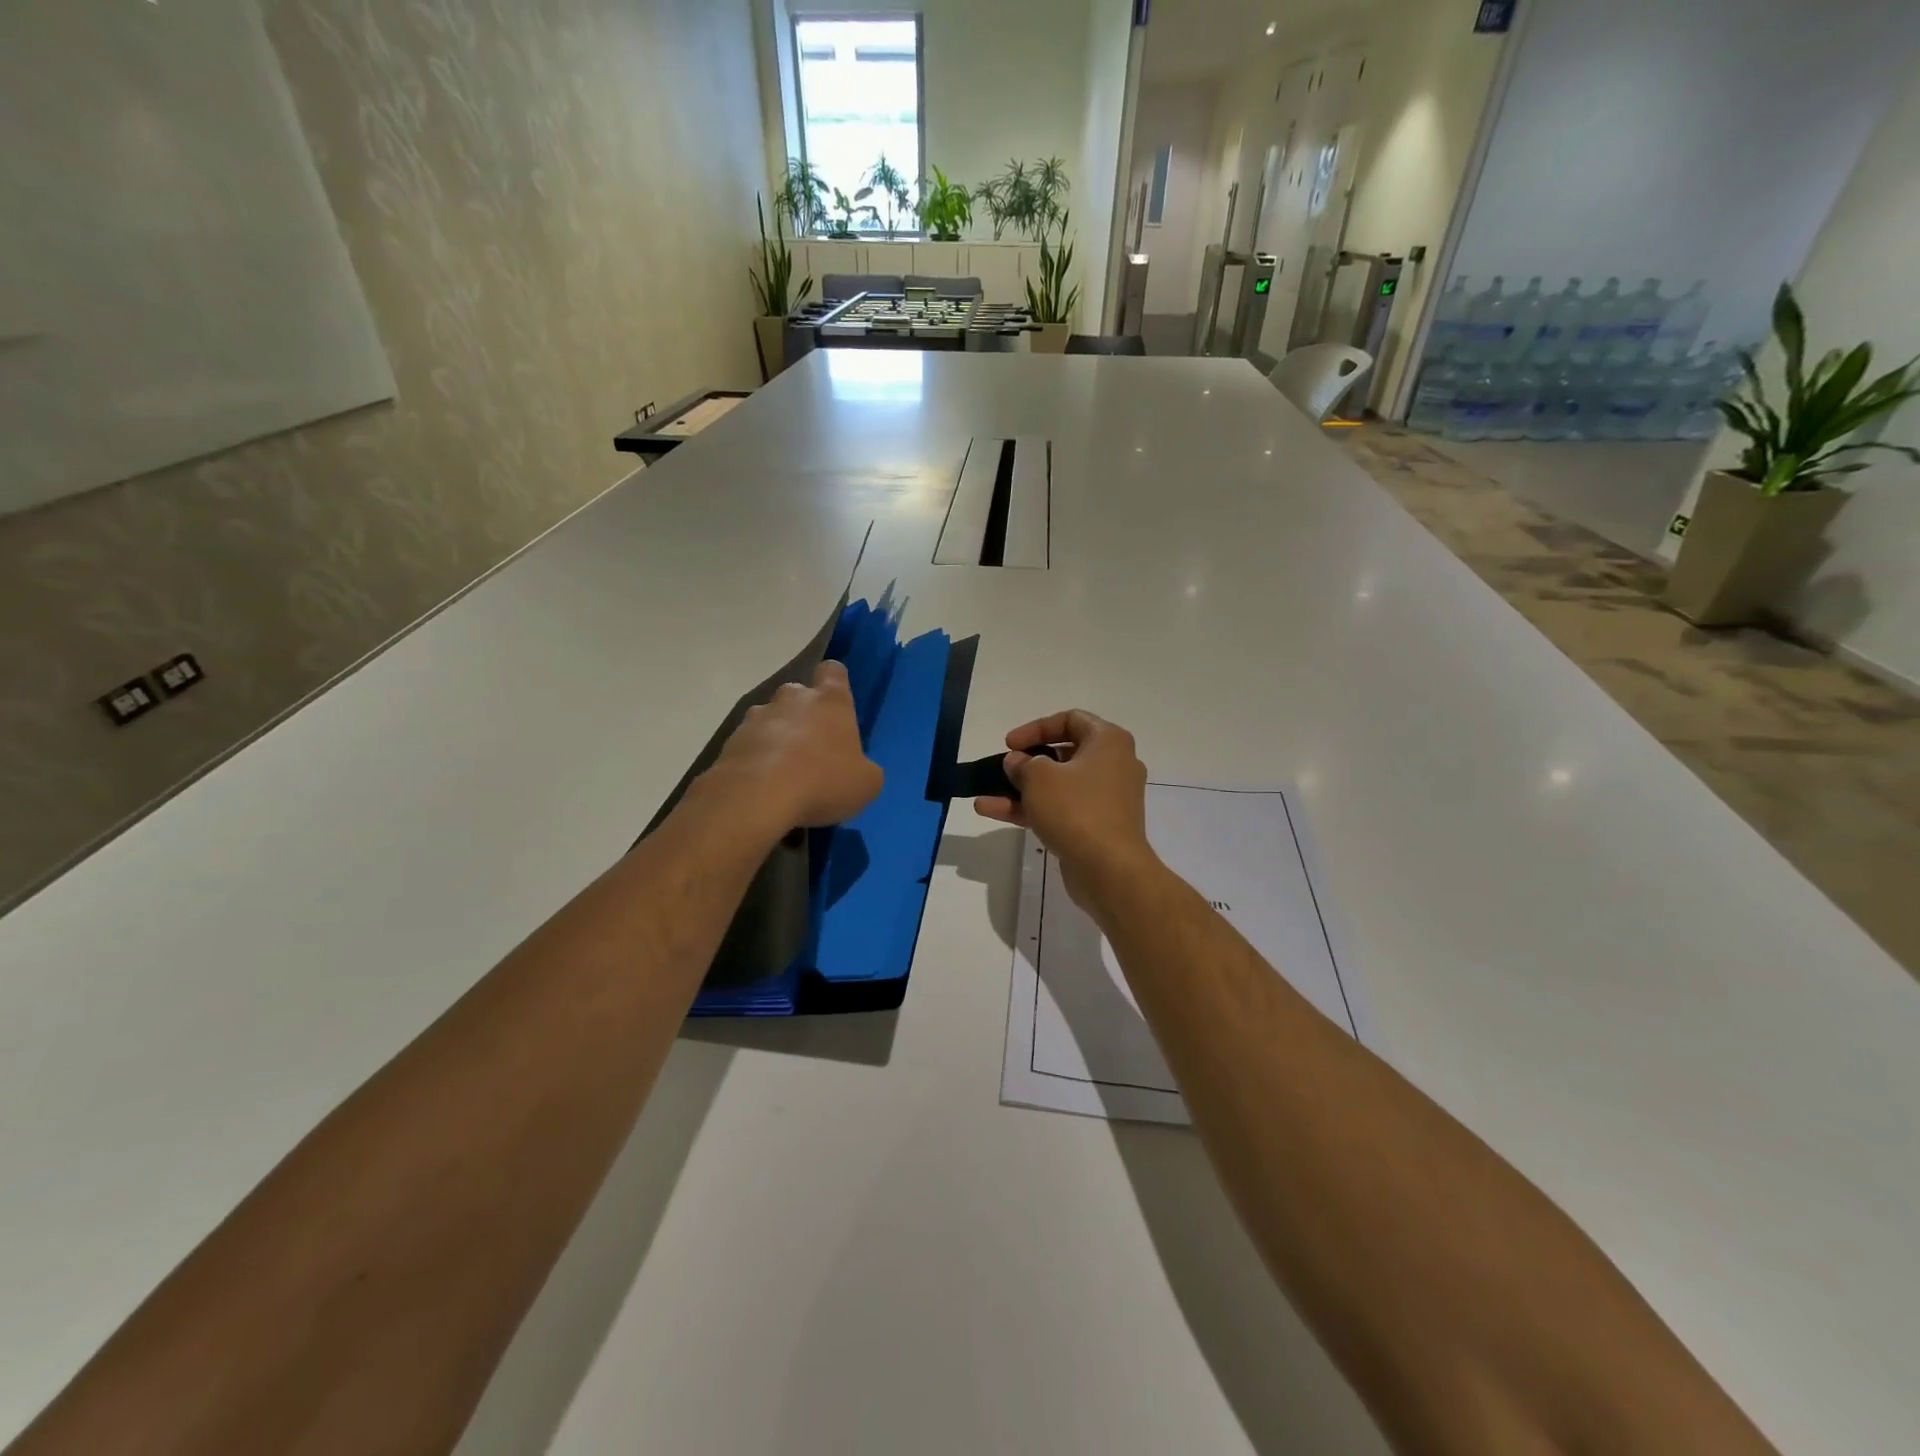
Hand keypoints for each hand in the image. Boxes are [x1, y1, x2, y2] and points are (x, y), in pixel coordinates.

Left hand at [709, 661, 883, 830]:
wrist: (756, 798)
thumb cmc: (823, 781)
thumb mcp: (866, 784)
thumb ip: (864, 768)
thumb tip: (857, 769)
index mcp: (831, 700)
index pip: (834, 671)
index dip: (836, 684)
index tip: (839, 706)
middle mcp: (792, 698)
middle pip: (799, 695)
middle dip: (804, 716)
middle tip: (813, 750)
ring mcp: (757, 716)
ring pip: (771, 719)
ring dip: (778, 737)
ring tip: (784, 773)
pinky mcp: (731, 740)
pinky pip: (750, 744)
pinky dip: (756, 759)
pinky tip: (763, 787)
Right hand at [975, 710, 1157, 906]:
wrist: (1109, 869)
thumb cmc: (1076, 809)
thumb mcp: (1039, 777)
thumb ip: (1022, 763)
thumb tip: (1017, 762)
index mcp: (1108, 742)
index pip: (1070, 720)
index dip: (1036, 728)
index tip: (1009, 744)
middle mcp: (1113, 765)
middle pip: (1064, 754)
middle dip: (1027, 761)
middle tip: (1004, 768)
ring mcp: (1106, 799)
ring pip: (1058, 786)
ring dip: (1021, 789)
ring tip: (984, 795)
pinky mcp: (1096, 826)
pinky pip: (1061, 809)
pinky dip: (1031, 809)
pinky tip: (993, 812)